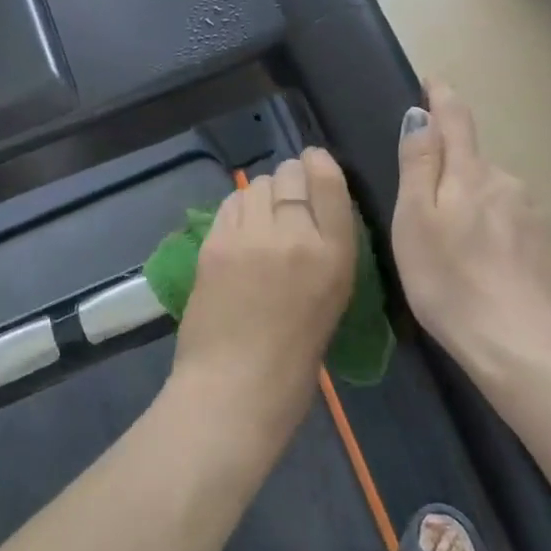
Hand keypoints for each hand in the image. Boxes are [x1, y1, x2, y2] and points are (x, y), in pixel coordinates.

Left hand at [169, 150, 356, 447]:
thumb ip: (326, 249)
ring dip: (261, 194)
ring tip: (260, 218)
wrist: (235, 389)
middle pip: (289, 175)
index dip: (318, 162)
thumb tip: (309, 211)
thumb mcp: (332, 298)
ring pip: (256, 185)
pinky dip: (237, 209)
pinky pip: (229, 204)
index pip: (329, 181)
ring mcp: (251, 237)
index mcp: (335, 255)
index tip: (312, 161)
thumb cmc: (294, 358)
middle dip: (289, 180)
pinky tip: (238, 230)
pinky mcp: (215, 243)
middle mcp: (295, 236)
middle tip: (284, 201)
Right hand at [392, 81, 550, 382]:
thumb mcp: (414, 220)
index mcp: (469, 172)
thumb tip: (421, 115)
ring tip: (459, 249)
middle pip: (473, 162)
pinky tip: (490, 267)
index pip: (455, 119)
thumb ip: (419, 164)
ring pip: (496, 194)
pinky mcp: (550, 246)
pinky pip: (515, 223)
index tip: (432, 81)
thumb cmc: (449, 280)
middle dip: (452, 171)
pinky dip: (498, 233)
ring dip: (476, 205)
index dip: (441, 97)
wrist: (520, 343)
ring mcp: (535, 213)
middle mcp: (507, 181)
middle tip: (428, 211)